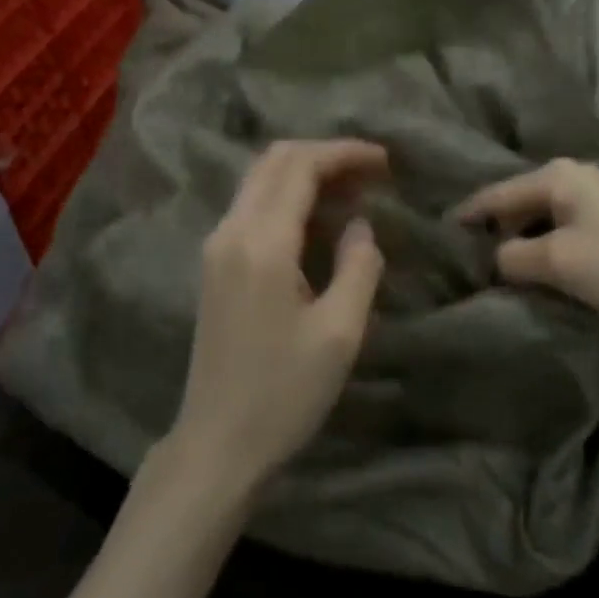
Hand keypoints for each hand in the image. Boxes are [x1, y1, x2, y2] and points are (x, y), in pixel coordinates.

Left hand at [168, 139, 389, 493]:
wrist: (217, 443)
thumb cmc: (283, 394)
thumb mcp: (339, 334)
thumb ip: (358, 267)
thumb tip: (360, 225)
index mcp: (261, 243)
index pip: (301, 167)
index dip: (344, 154)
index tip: (384, 161)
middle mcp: (231, 230)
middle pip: (275, 160)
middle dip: (324, 155)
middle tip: (370, 172)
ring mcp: (217, 245)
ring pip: (260, 179)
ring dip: (304, 172)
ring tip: (351, 191)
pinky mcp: (214, 263)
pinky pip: (252, 204)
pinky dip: (287, 195)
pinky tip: (317, 218)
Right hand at [455, 158, 598, 331]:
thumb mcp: (558, 263)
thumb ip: (513, 257)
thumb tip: (494, 258)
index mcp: (556, 175)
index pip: (496, 194)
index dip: (468, 216)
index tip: (440, 234)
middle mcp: (572, 175)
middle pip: (517, 202)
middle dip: (495, 229)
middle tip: (468, 259)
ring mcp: (594, 196)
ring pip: (540, 216)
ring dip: (521, 241)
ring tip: (498, 268)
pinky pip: (561, 227)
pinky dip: (545, 245)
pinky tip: (538, 268)